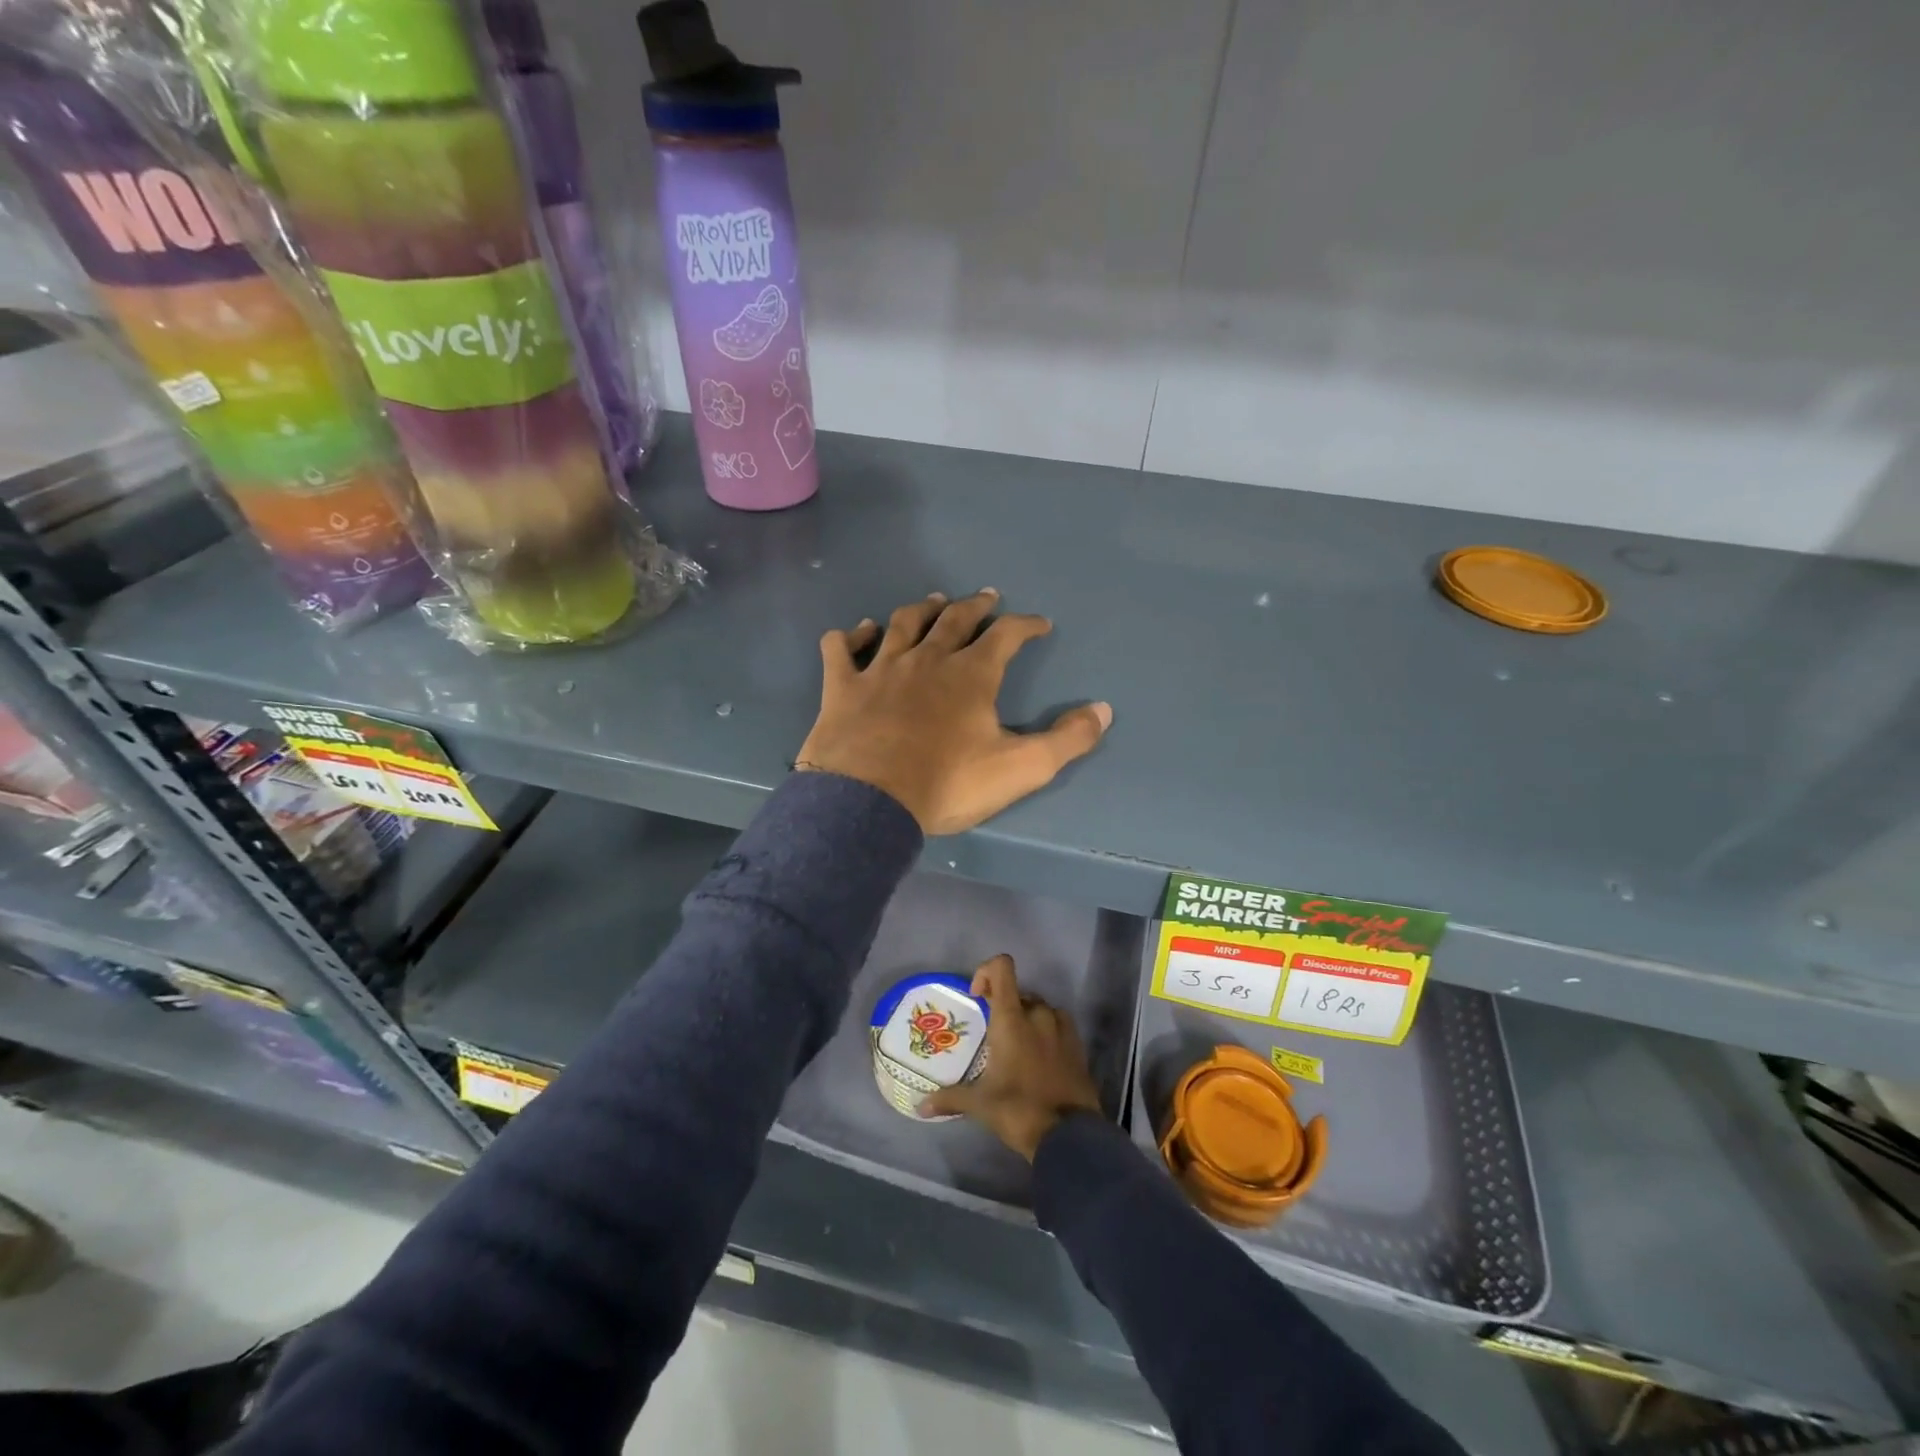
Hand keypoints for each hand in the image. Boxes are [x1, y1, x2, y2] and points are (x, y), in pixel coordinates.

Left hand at [796, 589, 1111, 834]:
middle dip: (976, 606)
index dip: (1026, 626)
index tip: (1040, 624)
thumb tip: (1104, 710)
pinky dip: (851, 636)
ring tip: (934, 601)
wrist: (867, 803)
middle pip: (955, 619)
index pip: (1007, 636)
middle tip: (988, 597)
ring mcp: (880, 669)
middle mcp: (927, 659)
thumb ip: (1067, 740)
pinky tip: (859, 631)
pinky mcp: (842, 687)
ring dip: (922, 610)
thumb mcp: (1020, 768)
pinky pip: (842, 648)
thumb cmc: (946, 784)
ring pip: (903, 624)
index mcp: (971, 675)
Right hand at [917, 954, 1103, 1160]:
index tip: (976, 996)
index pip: (1002, 968)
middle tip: (993, 1036)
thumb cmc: (1019, 1110)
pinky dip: (1047, 1033)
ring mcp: (1062, 1028)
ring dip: (1027, 1019)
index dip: (986, 972)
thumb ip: (950, 1098)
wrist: (1070, 1137)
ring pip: (1040, 1009)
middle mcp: (1038, 1014)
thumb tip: (921, 1106)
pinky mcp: (1078, 1045)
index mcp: (1012, 1018)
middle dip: (1004, 1007)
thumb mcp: (980, 1104)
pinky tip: (1039, 1060)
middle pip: (1018, 993)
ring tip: (1017, 1049)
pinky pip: (1059, 1025)